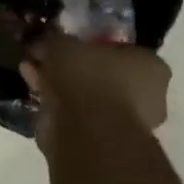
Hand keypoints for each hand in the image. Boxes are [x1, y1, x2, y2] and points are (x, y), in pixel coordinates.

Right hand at [21, 35, 170, 154]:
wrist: (89, 131)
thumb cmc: (89, 78)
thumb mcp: (64, 45)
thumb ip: (55, 41)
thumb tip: (43, 43)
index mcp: (151, 65)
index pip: (120, 49)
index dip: (88, 45)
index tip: (65, 45)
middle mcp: (148, 95)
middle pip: (102, 74)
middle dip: (71, 68)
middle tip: (44, 61)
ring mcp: (128, 122)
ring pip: (88, 97)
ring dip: (60, 86)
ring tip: (31, 76)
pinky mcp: (106, 142)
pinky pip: (78, 116)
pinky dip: (57, 106)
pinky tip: (34, 96)